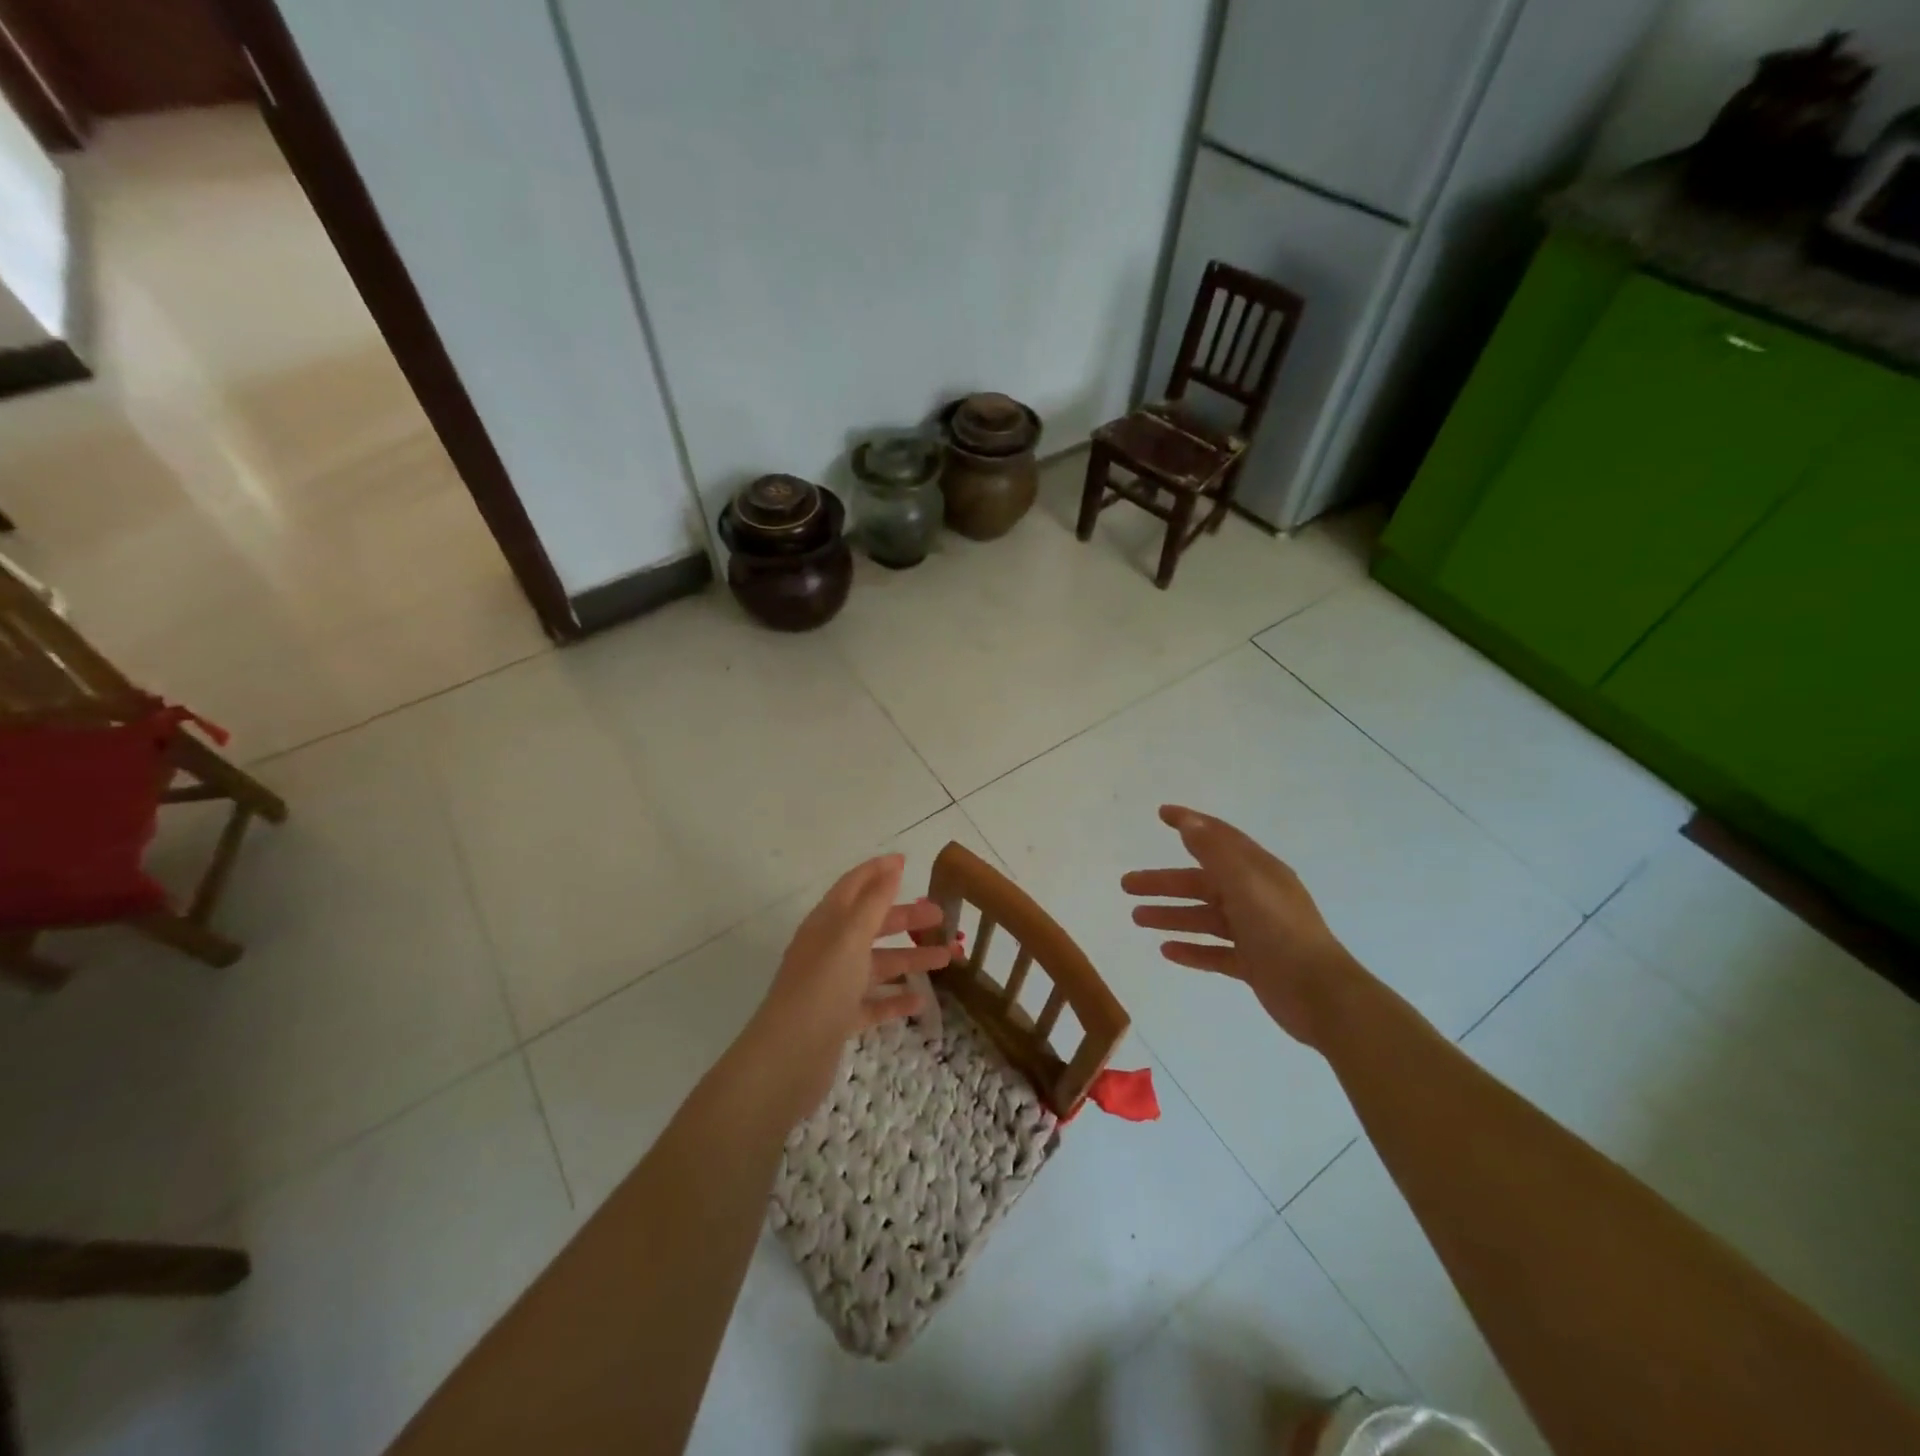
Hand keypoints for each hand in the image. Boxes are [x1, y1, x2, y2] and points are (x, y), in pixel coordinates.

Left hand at [746, 854, 952, 1115]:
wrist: (789, 1057)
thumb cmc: (822, 987)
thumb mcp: (850, 936)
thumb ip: (873, 902)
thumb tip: (891, 867)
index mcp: (826, 924)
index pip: (853, 887)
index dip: (878, 871)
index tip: (906, 861)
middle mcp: (829, 950)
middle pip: (871, 925)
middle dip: (906, 917)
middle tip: (942, 916)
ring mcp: (833, 986)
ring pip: (877, 964)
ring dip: (910, 959)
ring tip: (948, 958)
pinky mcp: (839, 1019)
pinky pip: (873, 1002)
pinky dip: (896, 999)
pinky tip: (921, 1001)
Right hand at [1121, 805, 1359, 1046]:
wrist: (1321, 996)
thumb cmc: (1282, 933)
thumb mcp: (1246, 885)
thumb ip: (1216, 854)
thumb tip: (1190, 823)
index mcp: (1259, 872)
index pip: (1220, 838)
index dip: (1191, 824)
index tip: (1161, 814)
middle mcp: (1256, 897)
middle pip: (1202, 882)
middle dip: (1164, 882)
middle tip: (1127, 884)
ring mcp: (1255, 932)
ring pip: (1204, 917)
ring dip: (1171, 915)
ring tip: (1137, 918)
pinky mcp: (1253, 964)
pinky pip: (1215, 951)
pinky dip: (1191, 949)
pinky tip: (1166, 951)